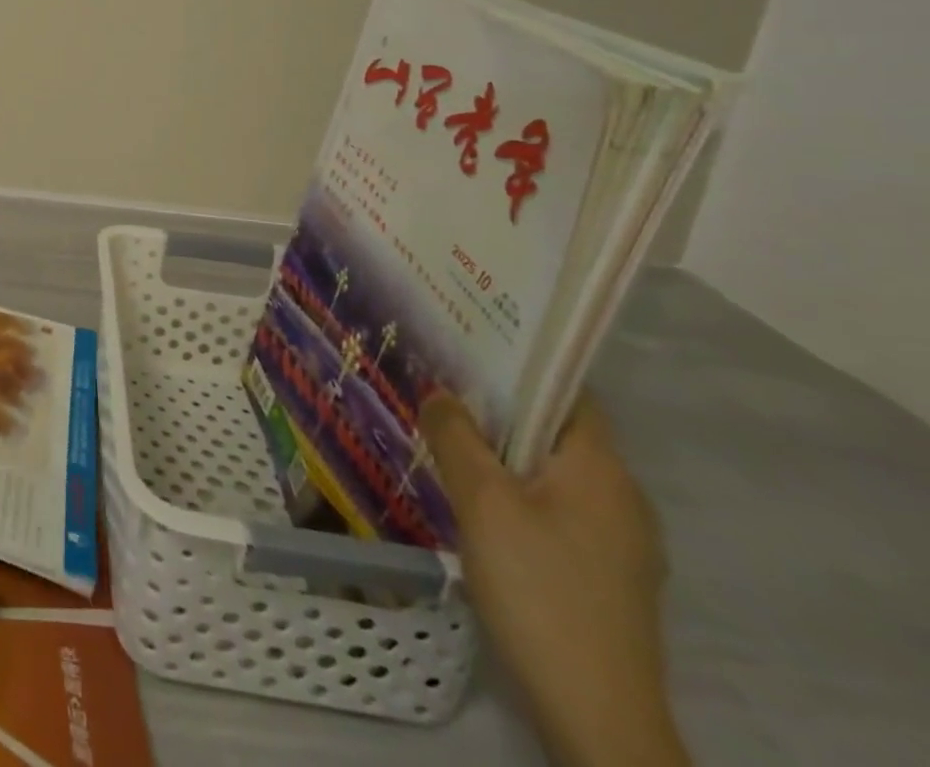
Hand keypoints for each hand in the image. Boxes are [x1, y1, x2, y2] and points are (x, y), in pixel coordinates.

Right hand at [420, 394, 688, 766]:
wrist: (596, 716)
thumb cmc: (540, 589)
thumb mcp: (482, 503)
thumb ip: (456, 437)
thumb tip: (439, 391)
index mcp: (603, 470)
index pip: (568, 392)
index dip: (521, 364)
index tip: (467, 347)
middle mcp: (623, 497)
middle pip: (557, 431)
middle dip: (501, 408)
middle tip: (442, 387)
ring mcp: (620, 542)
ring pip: (554, 473)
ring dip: (505, 452)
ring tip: (449, 436)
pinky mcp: (606, 576)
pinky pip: (558, 508)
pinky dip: (519, 491)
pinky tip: (477, 500)